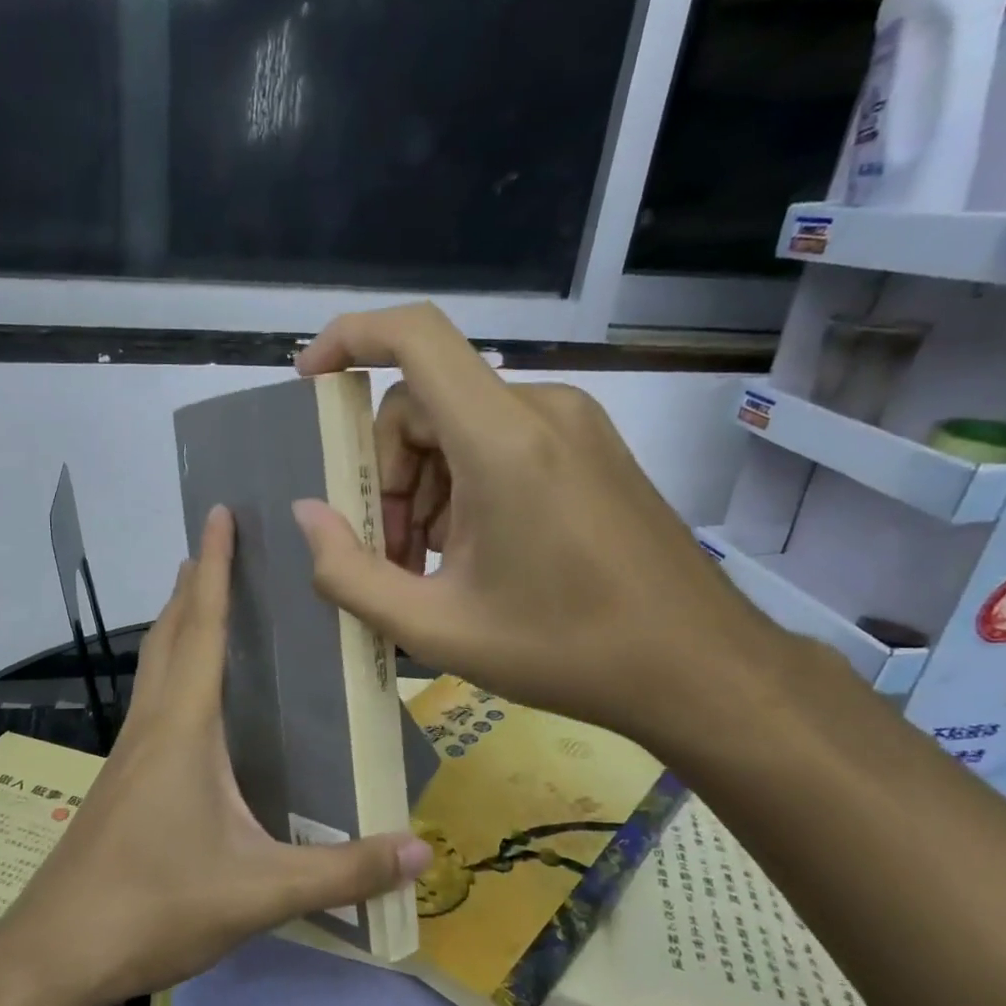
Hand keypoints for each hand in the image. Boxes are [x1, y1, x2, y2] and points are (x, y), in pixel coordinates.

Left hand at [0, 505, 431, 1005]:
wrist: (54, 952)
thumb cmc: (153, 905)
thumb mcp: (258, 891)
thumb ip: (342, 871)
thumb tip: (423, 852)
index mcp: (183, 727)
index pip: (202, 627)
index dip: (214, 567)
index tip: (219, 513)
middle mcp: (151, 725)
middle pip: (170, 634)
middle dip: (192, 583)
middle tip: (218, 544)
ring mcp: (128, 753)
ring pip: (154, 666)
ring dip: (177, 623)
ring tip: (204, 600)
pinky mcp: (121, 781)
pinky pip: (152, 702)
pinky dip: (172, 670)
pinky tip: (192, 699)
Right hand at [290, 302, 797, 747]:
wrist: (698, 667)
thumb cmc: (564, 650)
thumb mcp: (435, 628)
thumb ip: (350, 575)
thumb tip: (307, 515)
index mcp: (502, 441)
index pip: (415, 338)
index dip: (349, 338)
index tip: (309, 380)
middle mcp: (540, 410)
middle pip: (424, 403)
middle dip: (387, 473)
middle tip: (390, 554)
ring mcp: (573, 426)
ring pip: (459, 427)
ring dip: (424, 488)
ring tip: (430, 567)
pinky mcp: (591, 449)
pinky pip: (500, 443)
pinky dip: (464, 487)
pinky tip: (473, 555)